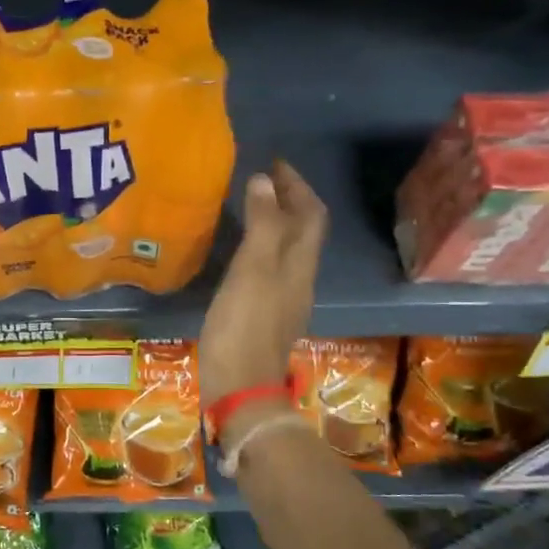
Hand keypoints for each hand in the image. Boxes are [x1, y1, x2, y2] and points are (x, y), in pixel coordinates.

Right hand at [197, 161, 327, 405]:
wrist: (240, 386)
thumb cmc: (244, 325)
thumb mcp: (252, 270)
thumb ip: (261, 225)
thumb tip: (264, 182)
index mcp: (299, 264)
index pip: (310, 214)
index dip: (297, 186)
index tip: (275, 163)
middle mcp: (298, 278)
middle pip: (303, 231)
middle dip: (288, 201)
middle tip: (261, 181)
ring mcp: (283, 299)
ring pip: (287, 250)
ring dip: (274, 223)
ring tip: (249, 208)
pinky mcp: (264, 315)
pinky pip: (269, 268)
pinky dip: (260, 247)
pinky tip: (238, 252)